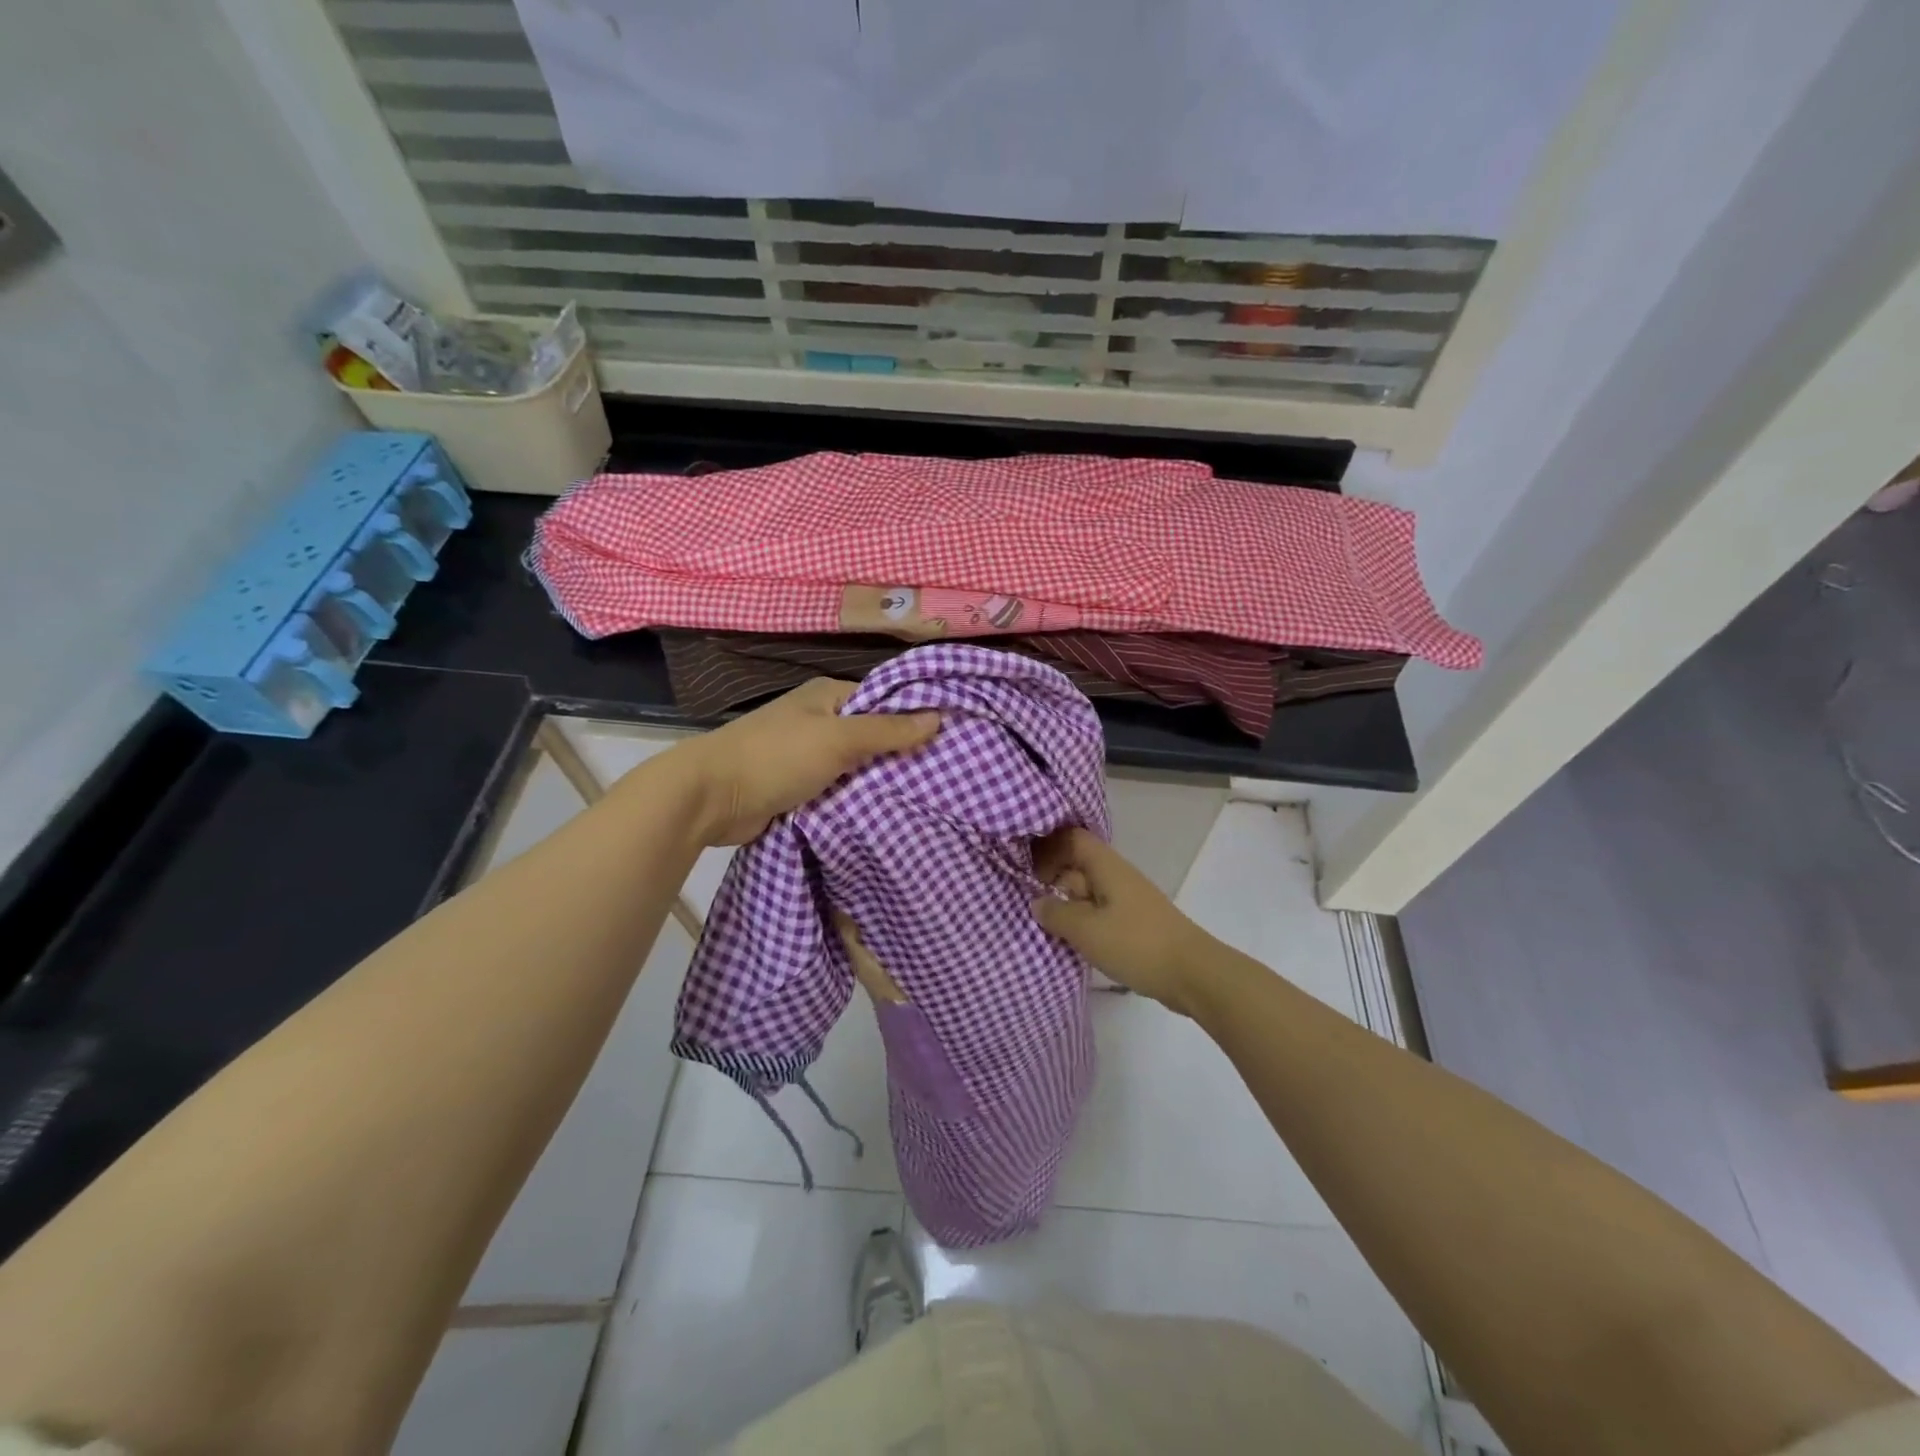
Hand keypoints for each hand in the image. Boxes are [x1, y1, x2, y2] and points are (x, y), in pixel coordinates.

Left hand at [675, 678, 940, 845]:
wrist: (710, 799)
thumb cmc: (776, 758)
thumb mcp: (838, 739)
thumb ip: (887, 731)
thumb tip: (939, 716)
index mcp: (827, 695)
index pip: (882, 700)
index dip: (912, 717)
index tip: (948, 740)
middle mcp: (818, 719)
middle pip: (870, 734)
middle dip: (898, 754)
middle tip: (942, 774)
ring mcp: (805, 754)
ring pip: (854, 766)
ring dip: (876, 780)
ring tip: (923, 796)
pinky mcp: (796, 786)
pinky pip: (836, 789)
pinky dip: (854, 799)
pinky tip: (884, 813)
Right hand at [1030, 828, 1212, 1013]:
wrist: (1193, 974)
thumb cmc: (1136, 943)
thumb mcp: (1086, 929)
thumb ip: (1057, 913)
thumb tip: (1037, 902)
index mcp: (1106, 866)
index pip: (1071, 839)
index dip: (1047, 848)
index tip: (1026, 872)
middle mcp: (1117, 876)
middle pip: (1078, 864)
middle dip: (1052, 879)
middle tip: (1027, 902)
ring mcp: (1128, 900)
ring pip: (1088, 891)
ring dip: (1067, 904)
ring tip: (1044, 925)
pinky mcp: (1135, 924)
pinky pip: (1100, 913)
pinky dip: (1083, 922)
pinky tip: (1071, 942)